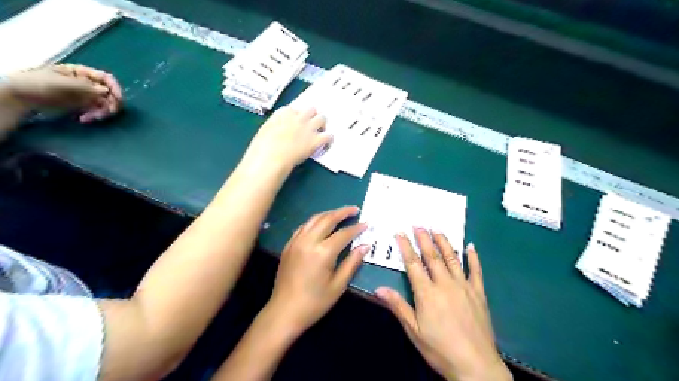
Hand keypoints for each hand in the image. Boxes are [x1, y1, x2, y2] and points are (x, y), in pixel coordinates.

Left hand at [6, 64, 122, 122]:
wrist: (21, 96)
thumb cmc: (37, 83)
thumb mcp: (60, 82)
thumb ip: (84, 86)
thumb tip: (106, 91)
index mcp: (82, 73)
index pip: (106, 78)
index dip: (115, 88)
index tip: (118, 100)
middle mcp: (88, 83)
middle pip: (109, 93)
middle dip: (111, 104)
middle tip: (108, 113)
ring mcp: (86, 95)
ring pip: (105, 104)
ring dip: (102, 112)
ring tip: (91, 118)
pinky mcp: (83, 105)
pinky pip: (97, 111)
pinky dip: (94, 116)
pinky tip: (84, 119)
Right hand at [243, 105, 332, 167]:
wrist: (270, 157)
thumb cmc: (262, 147)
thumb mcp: (265, 130)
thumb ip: (275, 126)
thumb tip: (279, 130)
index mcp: (283, 113)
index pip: (296, 109)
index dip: (298, 116)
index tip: (297, 123)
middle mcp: (298, 117)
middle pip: (311, 110)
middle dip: (312, 116)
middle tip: (312, 126)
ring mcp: (308, 127)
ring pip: (322, 118)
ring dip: (322, 124)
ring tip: (320, 132)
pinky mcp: (315, 140)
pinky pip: (328, 135)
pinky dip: (328, 139)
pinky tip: (326, 144)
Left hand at [267, 207, 370, 333]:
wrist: (284, 312)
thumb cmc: (314, 302)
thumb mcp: (338, 285)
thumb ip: (352, 263)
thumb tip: (365, 246)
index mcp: (322, 252)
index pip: (343, 234)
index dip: (356, 228)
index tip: (366, 224)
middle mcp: (308, 241)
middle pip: (327, 219)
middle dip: (342, 212)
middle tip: (355, 210)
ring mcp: (296, 242)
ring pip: (314, 219)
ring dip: (328, 214)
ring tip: (340, 214)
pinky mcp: (289, 245)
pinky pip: (303, 226)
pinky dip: (315, 221)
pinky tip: (321, 224)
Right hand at [374, 229, 511, 380]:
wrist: (475, 365)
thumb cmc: (440, 348)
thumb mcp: (414, 330)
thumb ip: (398, 306)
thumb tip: (379, 289)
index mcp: (427, 292)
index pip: (413, 264)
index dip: (405, 247)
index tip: (400, 233)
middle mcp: (445, 284)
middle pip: (432, 256)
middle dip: (424, 239)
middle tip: (419, 224)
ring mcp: (463, 286)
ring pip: (452, 259)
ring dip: (444, 243)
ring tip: (437, 230)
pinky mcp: (479, 293)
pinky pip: (476, 271)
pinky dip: (473, 257)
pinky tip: (471, 246)